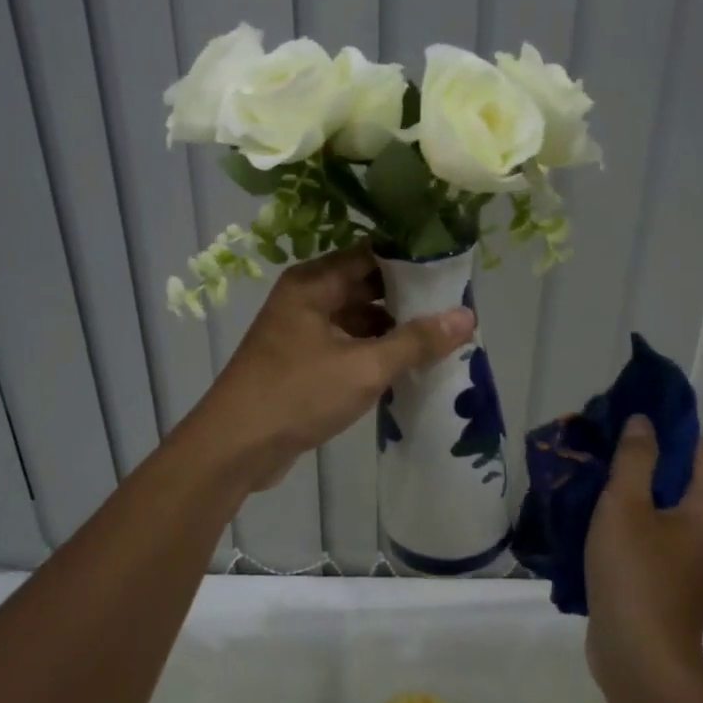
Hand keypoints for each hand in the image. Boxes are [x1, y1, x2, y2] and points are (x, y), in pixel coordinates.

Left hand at [185, 246, 473, 490]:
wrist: (234, 447)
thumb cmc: (298, 393)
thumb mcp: (364, 367)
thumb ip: (416, 341)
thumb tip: (467, 317)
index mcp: (314, 282)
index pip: (371, 255)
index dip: (412, 261)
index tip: (452, 271)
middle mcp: (306, 297)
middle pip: (365, 285)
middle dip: (407, 298)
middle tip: (455, 307)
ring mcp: (302, 329)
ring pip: (357, 317)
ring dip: (392, 327)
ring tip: (441, 336)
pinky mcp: (302, 360)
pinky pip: (346, 343)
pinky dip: (373, 350)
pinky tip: (408, 364)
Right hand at [585, 418, 702, 691]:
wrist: (640, 661)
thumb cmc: (636, 574)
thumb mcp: (626, 505)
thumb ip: (635, 458)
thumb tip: (644, 422)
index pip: (701, 449)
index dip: (669, 428)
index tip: (630, 416)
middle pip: (683, 477)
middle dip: (645, 457)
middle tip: (604, 443)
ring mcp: (695, 561)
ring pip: (667, 507)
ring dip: (635, 489)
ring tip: (594, 474)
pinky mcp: (673, 582)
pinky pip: (657, 534)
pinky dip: (633, 519)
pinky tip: (598, 516)